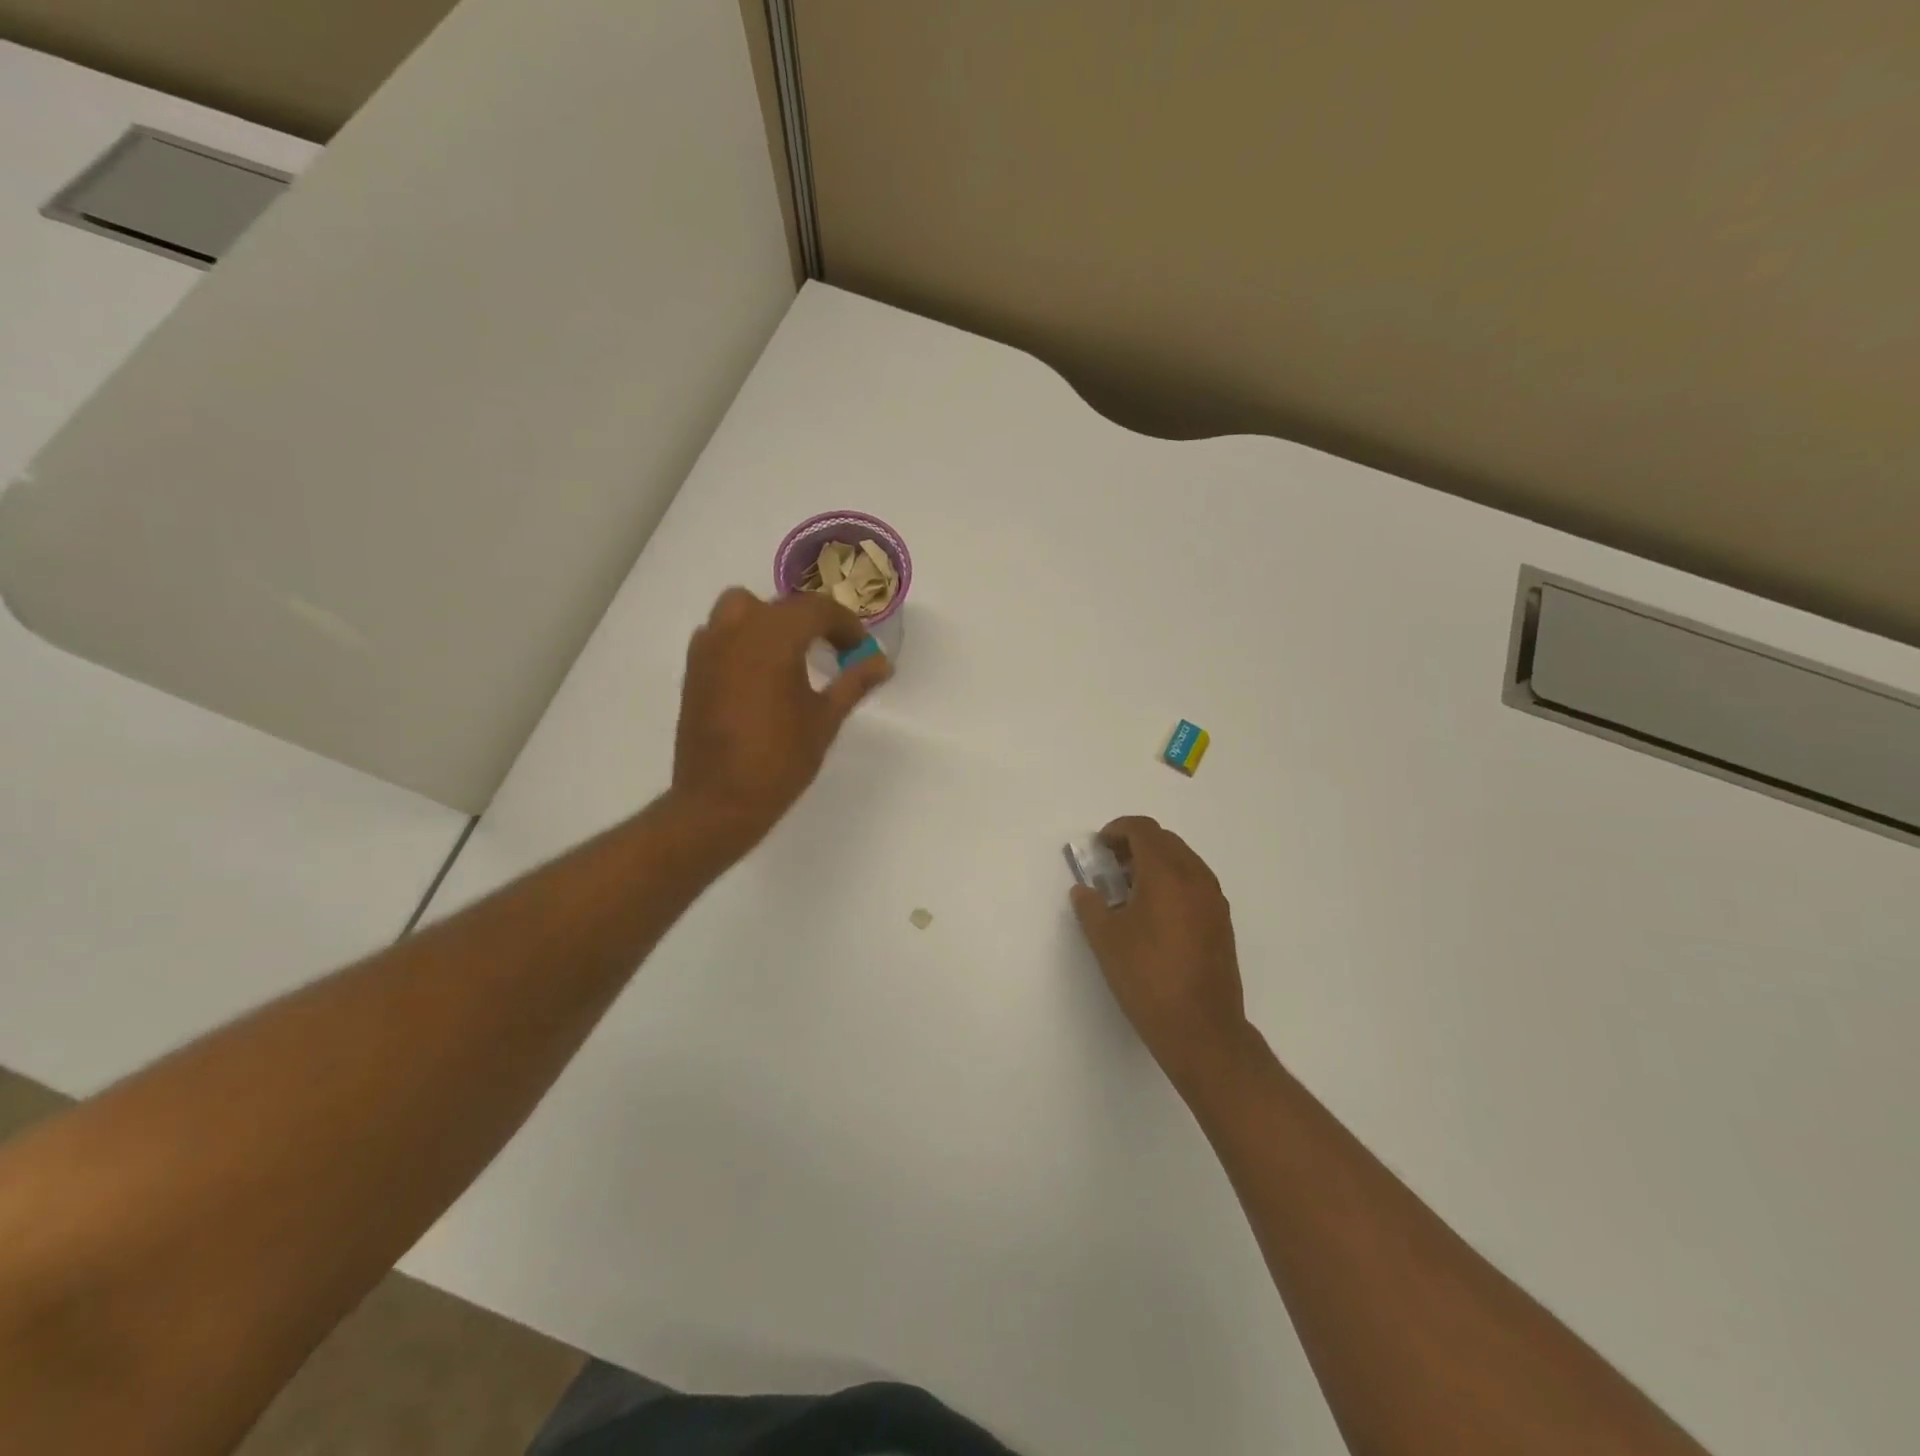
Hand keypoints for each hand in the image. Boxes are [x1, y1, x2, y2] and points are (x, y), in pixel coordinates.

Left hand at [672, 587, 890, 849]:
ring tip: (791, 654)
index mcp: (774, 638)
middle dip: (813, 621)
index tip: (861, 649)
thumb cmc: (780, 760)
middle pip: (781, 605)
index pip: (817, 609)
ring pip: (742, 608)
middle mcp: (737, 630)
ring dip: (771, 620)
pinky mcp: (693, 669)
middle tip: (834, 651)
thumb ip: (854, 682)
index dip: (846, 625)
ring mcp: (709, 647)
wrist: (719, 800)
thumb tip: (882, 662)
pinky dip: (742, 638)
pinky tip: (758, 672)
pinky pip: (720, 633)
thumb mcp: (825, 719)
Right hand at [1071, 817, 1251, 1091]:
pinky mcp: (1222, 922)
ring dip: (1156, 863)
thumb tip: (1085, 890)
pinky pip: (1195, 883)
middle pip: (1166, 841)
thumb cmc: (1147, 978)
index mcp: (1167, 874)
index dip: (1118, 830)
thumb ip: (1091, 906)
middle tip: (1110, 866)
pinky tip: (1154, 913)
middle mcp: (1196, 878)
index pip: (1144, 830)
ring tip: (1129, 890)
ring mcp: (1214, 900)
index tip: (1099, 846)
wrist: (1201, 1029)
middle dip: (1136, 844)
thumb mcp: (1106, 940)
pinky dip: (1173, 882)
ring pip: (1184, 861)